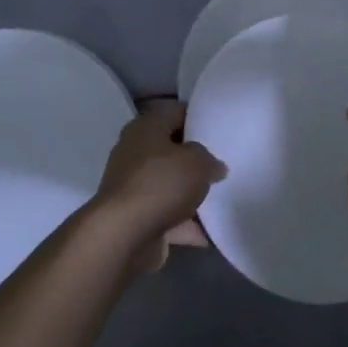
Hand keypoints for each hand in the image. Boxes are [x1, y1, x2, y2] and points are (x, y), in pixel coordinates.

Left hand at [90, 99, 226, 273]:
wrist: (123, 235)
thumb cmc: (160, 184)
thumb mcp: (197, 162)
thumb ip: (209, 159)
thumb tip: (214, 166)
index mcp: (145, 128)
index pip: (175, 112)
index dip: (198, 117)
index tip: (221, 128)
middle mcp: (135, 153)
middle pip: (171, 149)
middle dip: (196, 158)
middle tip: (224, 162)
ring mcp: (134, 186)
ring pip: (170, 184)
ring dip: (192, 192)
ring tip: (223, 196)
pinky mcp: (136, 217)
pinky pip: (169, 216)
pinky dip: (187, 224)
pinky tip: (212, 233)